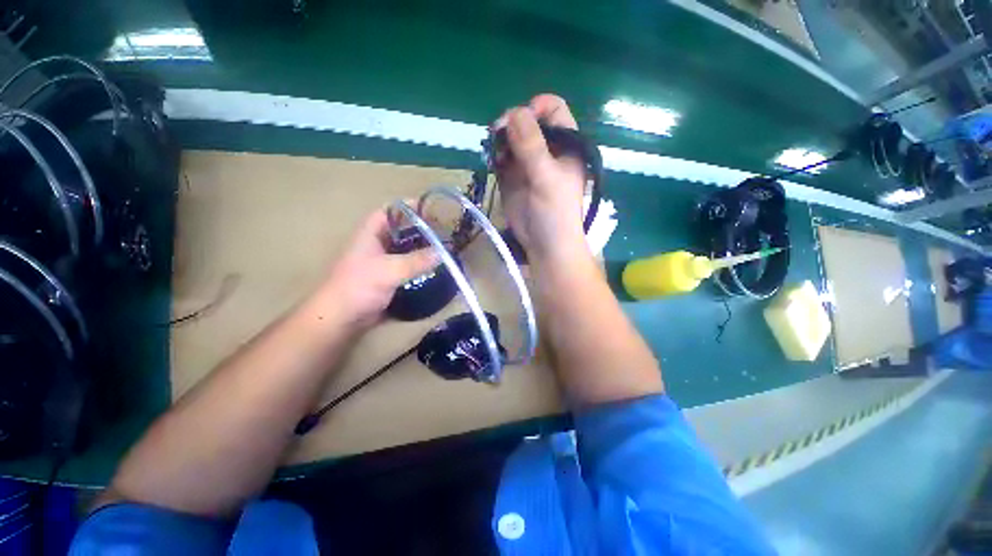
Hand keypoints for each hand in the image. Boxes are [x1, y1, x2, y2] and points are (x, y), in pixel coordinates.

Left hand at [311, 208, 436, 329]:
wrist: (341, 317)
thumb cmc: (359, 286)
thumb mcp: (389, 270)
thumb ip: (416, 261)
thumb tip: (442, 253)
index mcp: (370, 234)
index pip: (389, 212)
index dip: (407, 207)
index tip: (429, 209)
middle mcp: (375, 245)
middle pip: (399, 230)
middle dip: (419, 229)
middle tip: (441, 232)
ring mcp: (381, 262)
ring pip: (404, 249)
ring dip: (420, 248)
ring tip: (441, 249)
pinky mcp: (386, 278)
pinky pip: (405, 266)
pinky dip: (418, 265)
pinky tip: (432, 268)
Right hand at [492, 94, 588, 262]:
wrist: (545, 246)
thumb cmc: (555, 213)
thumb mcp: (547, 179)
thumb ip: (532, 147)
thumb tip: (514, 112)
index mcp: (565, 145)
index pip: (553, 109)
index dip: (536, 108)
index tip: (519, 121)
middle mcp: (546, 150)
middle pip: (527, 121)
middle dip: (511, 124)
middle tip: (497, 135)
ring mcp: (527, 163)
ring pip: (511, 137)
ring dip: (500, 139)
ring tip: (494, 152)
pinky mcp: (512, 177)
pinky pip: (501, 157)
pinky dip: (495, 155)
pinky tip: (492, 162)